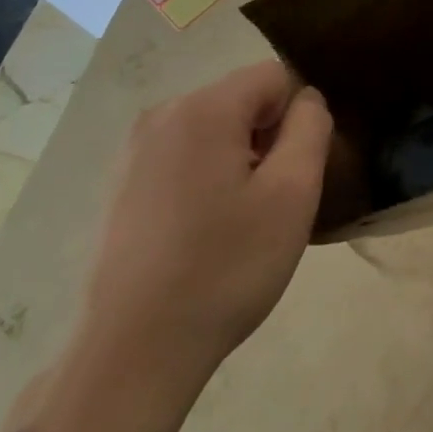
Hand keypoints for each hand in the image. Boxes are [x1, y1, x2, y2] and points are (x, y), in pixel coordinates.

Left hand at [71, 61, 330, 417]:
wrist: (133, 354)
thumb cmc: (225, 267)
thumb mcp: (293, 193)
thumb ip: (311, 127)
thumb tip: (307, 100)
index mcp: (203, 109)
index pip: (276, 77)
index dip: (299, 117)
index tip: (297, 171)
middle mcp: (162, 114)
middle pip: (243, 100)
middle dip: (269, 138)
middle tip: (274, 201)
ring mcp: (134, 150)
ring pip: (215, 130)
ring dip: (241, 160)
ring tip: (242, 221)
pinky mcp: (121, 184)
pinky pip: (185, 156)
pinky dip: (208, 178)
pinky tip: (206, 232)